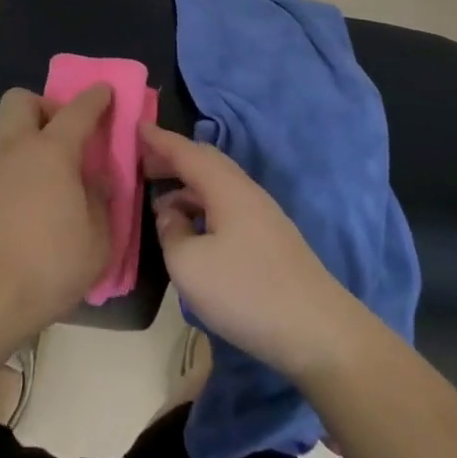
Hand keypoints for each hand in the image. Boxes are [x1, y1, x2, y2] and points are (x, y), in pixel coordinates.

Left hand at [0, 85, 113, 343]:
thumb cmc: (49, 264)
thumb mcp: (97, 240)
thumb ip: (101, 202)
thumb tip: (96, 181)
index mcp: (53, 152)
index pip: (78, 110)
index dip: (95, 97)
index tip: (105, 91)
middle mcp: (16, 150)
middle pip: (21, 100)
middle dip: (42, 106)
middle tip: (61, 135)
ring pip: (6, 138)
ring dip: (26, 146)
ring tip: (47, 184)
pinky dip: (13, 178)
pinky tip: (24, 212)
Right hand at [139, 124, 367, 380]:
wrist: (319, 332)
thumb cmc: (247, 292)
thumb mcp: (189, 265)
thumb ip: (171, 233)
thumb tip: (171, 216)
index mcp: (226, 187)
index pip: (186, 151)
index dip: (159, 139)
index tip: (137, 125)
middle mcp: (246, 192)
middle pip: (205, 163)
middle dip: (173, 159)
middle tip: (143, 163)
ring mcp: (262, 217)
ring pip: (217, 187)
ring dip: (187, 188)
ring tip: (160, 203)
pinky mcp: (271, 242)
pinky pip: (227, 208)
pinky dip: (202, 208)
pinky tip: (193, 233)